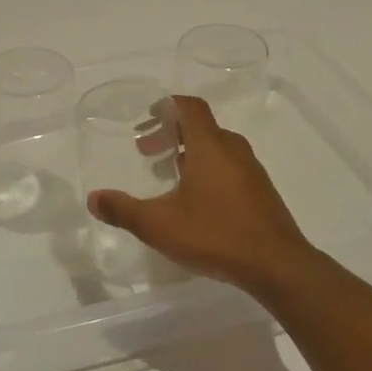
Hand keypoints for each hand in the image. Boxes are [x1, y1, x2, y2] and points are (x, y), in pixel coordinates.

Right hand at [88, 95, 317, 297]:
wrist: (277, 265)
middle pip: (200, 126)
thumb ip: (124, 210)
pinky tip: (197, 200)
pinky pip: (230, 166)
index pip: (190, 107)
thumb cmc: (216, 234)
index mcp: (209, 145)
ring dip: (190, 152)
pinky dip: (209, 169)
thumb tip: (93, 199)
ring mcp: (251, 170)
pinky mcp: (261, 191)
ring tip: (168, 174)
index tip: (148, 116)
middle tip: (147, 150)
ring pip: (216, 147)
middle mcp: (232, 149)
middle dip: (171, 132)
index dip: (168, 105)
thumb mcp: (160, 225)